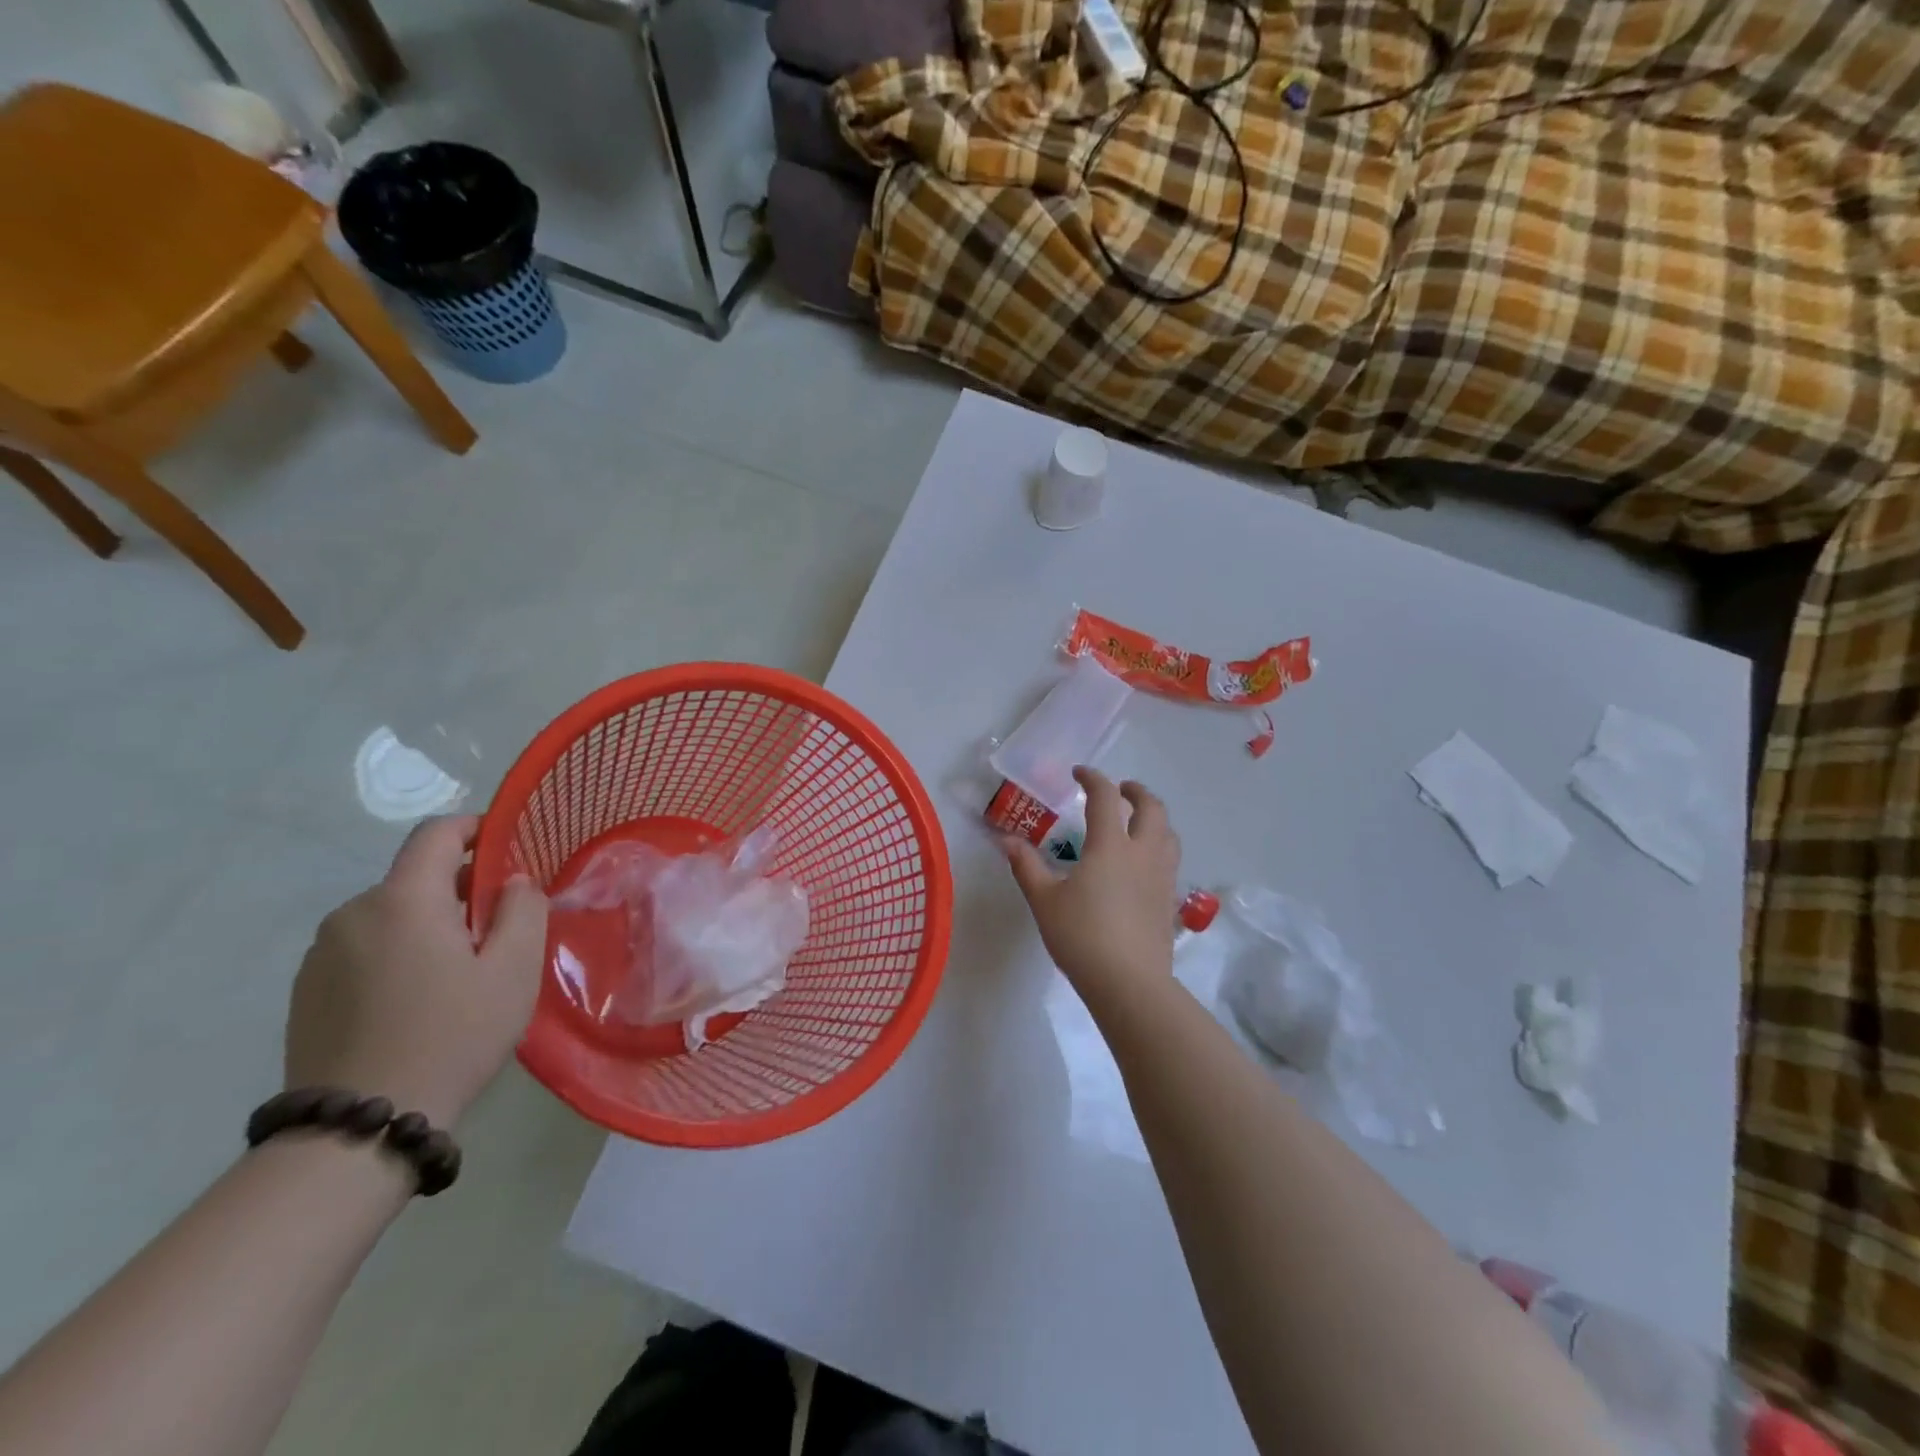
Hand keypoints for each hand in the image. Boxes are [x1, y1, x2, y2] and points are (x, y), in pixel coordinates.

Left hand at [284, 815, 548, 1127]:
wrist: (359, 1127)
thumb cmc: (452, 1035)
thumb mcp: (513, 969)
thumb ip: (522, 909)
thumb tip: (512, 882)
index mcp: (402, 900)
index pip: (436, 833)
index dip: (475, 830)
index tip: (507, 853)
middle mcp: (352, 914)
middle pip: (415, 878)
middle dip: (460, 892)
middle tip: (497, 935)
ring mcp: (321, 954)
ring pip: (391, 916)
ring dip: (428, 926)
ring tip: (457, 977)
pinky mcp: (305, 991)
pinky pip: (364, 949)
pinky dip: (397, 955)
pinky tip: (416, 1003)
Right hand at [1006, 767, 1180, 1008]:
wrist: (1129, 983)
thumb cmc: (1081, 936)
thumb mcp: (1044, 901)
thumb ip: (1026, 866)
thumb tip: (1006, 840)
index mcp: (1110, 846)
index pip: (1105, 798)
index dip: (1093, 779)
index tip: (1080, 773)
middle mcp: (1142, 853)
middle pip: (1152, 808)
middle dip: (1136, 792)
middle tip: (1120, 790)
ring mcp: (1162, 877)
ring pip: (1168, 834)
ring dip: (1154, 818)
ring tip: (1137, 822)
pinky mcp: (1170, 901)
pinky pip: (1170, 860)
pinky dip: (1159, 847)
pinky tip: (1142, 865)